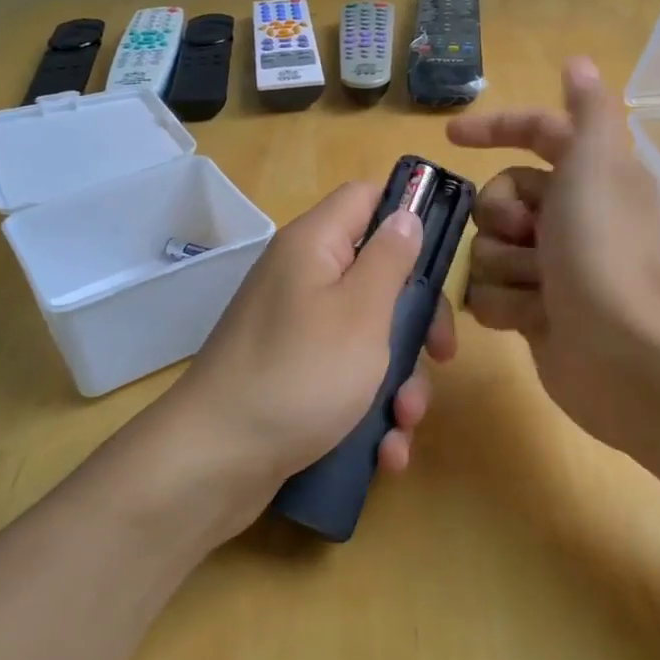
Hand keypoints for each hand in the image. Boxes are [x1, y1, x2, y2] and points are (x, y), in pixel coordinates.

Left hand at [170, 180, 456, 531]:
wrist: (215, 462)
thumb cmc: (301, 374)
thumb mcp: (361, 312)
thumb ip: (390, 258)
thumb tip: (405, 214)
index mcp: (314, 246)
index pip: (367, 196)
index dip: (409, 213)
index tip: (444, 257)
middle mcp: (302, 279)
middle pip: (378, 274)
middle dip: (417, 320)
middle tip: (441, 355)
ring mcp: (296, 330)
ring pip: (369, 336)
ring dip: (399, 379)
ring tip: (404, 422)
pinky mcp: (293, 376)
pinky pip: (344, 377)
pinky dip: (369, 409)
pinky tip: (385, 451)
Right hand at [446, 58, 659, 453]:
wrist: (622, 354)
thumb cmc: (604, 251)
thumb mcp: (597, 165)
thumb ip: (587, 111)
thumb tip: (579, 62)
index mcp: (589, 175)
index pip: (536, 133)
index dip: (495, 129)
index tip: (451, 137)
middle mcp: (569, 216)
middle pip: (499, 196)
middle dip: (503, 217)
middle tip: (532, 237)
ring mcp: (550, 267)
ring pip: (487, 248)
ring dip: (506, 266)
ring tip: (541, 289)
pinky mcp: (534, 310)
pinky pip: (488, 294)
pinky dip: (506, 304)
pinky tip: (533, 319)